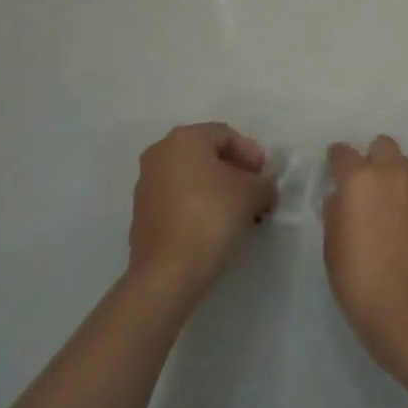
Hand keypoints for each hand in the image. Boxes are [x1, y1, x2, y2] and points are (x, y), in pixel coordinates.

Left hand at [128, 123, 278, 309]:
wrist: (168, 272)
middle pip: (206, 154)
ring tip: (238, 212)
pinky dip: (198, 205)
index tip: (265, 178)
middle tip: (255, 192)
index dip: (251, 153)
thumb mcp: (252, 193)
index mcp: (184, 138)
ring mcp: (146, 185)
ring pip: (191, 178)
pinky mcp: (142, 215)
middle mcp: (160, 154)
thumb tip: (263, 187)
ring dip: (217, 189)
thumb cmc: (212, 216)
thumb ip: (263, 182)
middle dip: (234, 171)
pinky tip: (215, 226)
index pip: (226, 135)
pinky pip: (178, 199)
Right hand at [322, 136, 407, 375]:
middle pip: (383, 145)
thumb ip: (335, 211)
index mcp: (360, 179)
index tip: (335, 172)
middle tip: (367, 188)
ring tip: (391, 208)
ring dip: (396, 178)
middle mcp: (393, 173)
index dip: (337, 160)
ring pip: (406, 166)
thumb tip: (342, 197)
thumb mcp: (332, 246)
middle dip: (373, 159)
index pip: (343, 153)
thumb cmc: (360, 281)